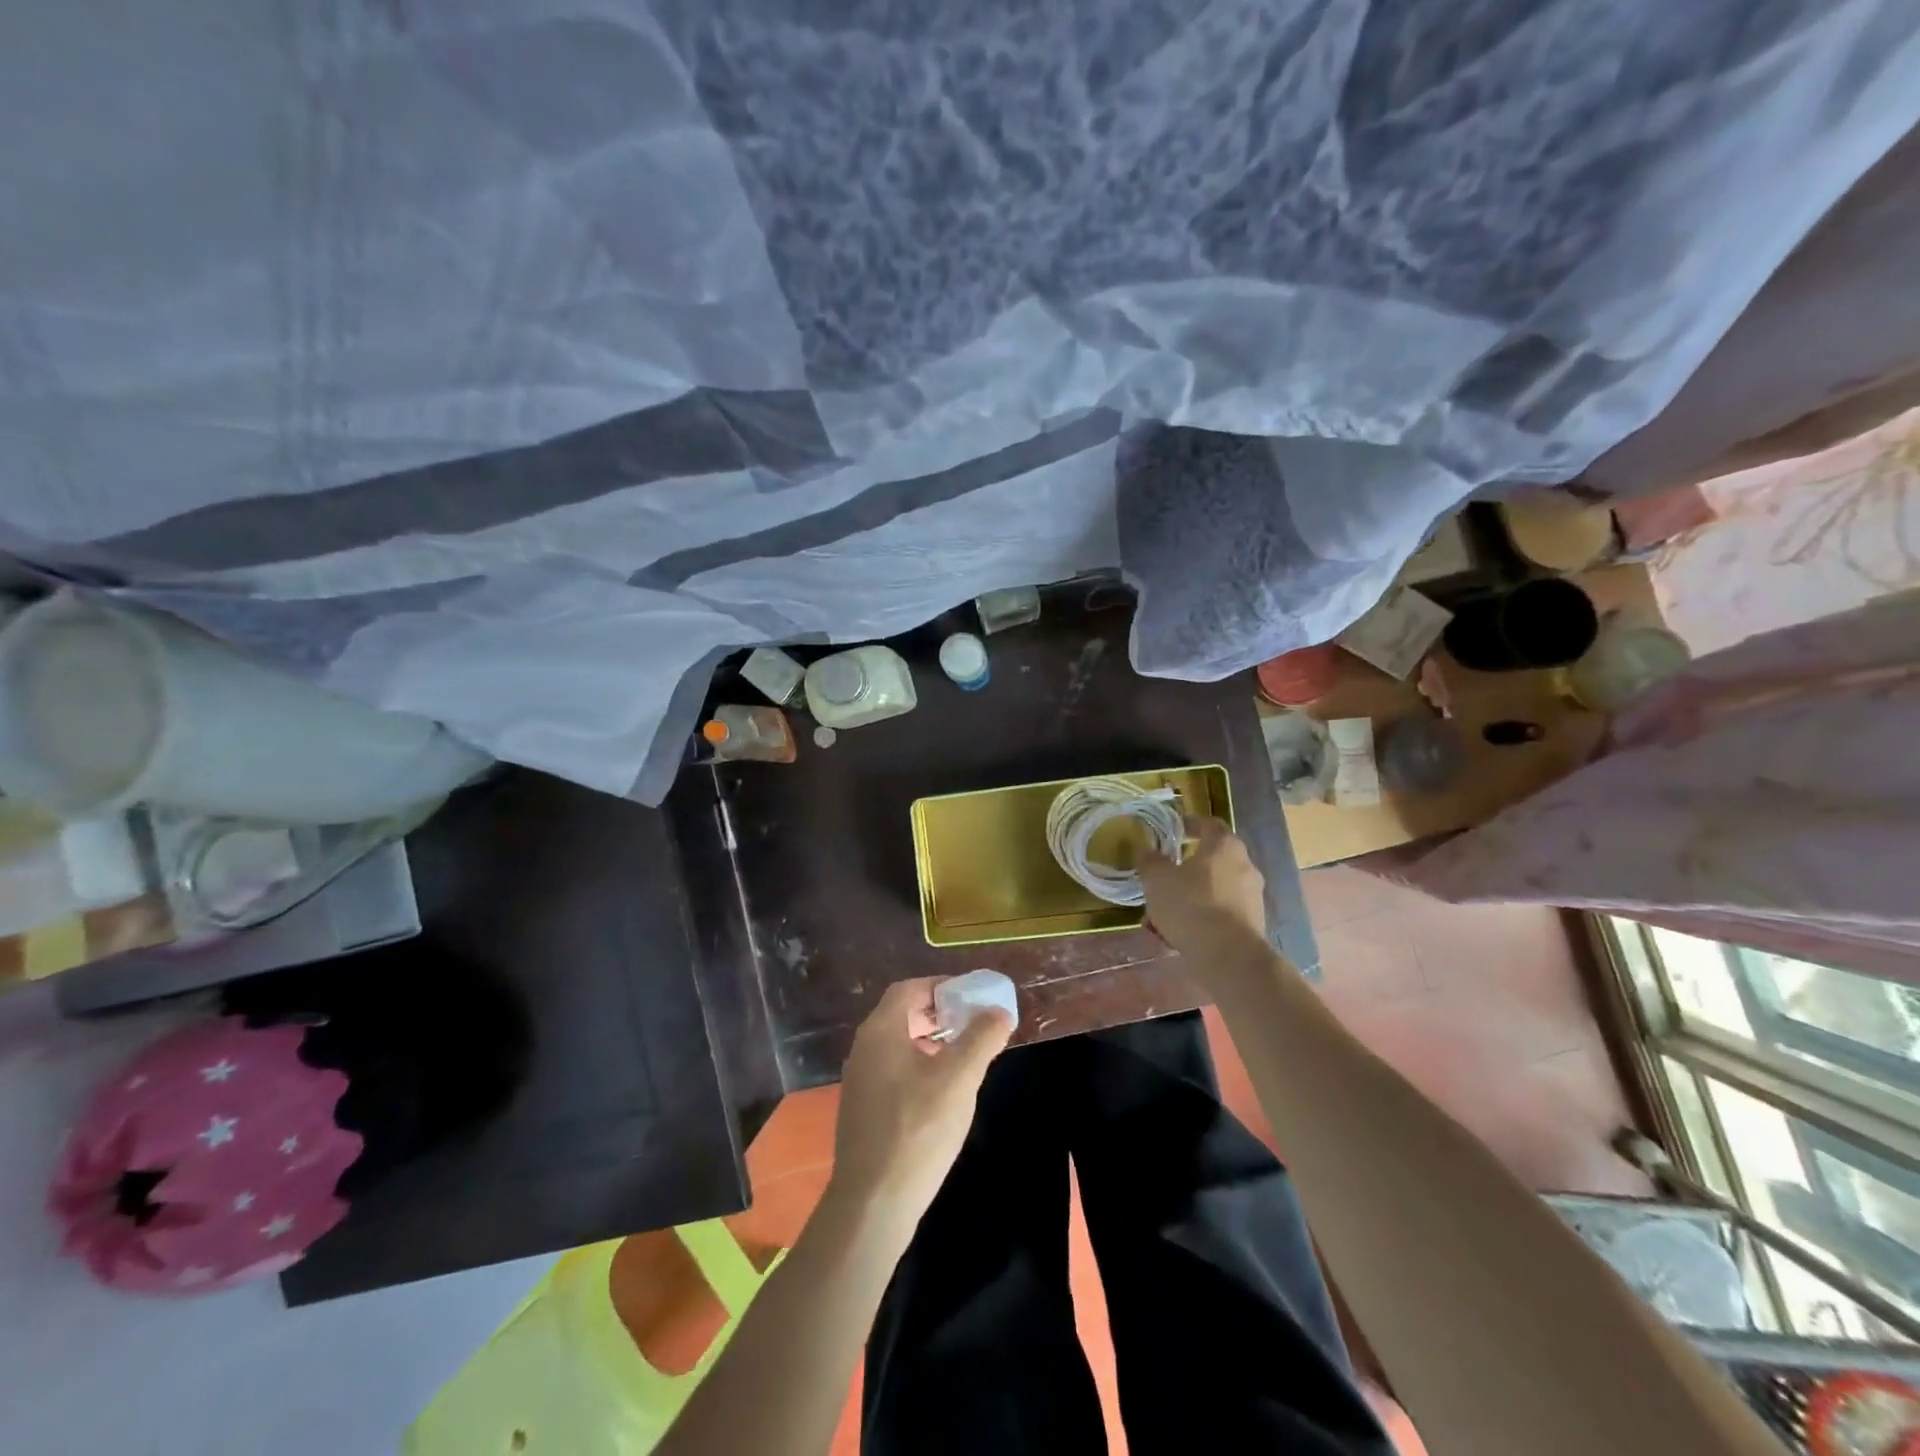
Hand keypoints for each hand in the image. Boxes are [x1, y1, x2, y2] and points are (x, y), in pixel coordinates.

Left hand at [826, 978, 1012, 1236]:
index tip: (971, 995)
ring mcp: (860, 1080)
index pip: (909, 989)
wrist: (873, 1203)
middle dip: (939, 1013)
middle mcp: (864, 1048)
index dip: (941, 986)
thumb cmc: (918, 1130)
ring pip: (898, 1044)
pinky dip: (919, 1065)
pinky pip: (893, 1070)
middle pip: (902, 1014)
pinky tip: (942, 1091)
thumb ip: (981, 1039)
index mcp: (881, 1031)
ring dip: (931, 1041)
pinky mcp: (863, 1108)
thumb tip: (999, 1011)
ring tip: (964, 1055)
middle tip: (972, 1022)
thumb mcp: (959, 1079)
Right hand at [1138, 815, 1267, 960]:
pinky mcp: (1252, 926)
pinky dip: (1199, 921)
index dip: (1190, 824)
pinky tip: (1175, 938)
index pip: (1209, 824)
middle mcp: (1245, 866)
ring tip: (1159, 919)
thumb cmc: (1191, 905)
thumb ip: (1149, 861)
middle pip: (1210, 861)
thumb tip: (1146, 850)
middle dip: (1184, 871)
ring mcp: (1252, 897)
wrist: (1229, 957)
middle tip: (1161, 880)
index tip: (1174, 830)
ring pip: (1212, 892)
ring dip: (1188, 900)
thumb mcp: (1157, 879)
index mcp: (1224, 846)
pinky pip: (1219, 915)